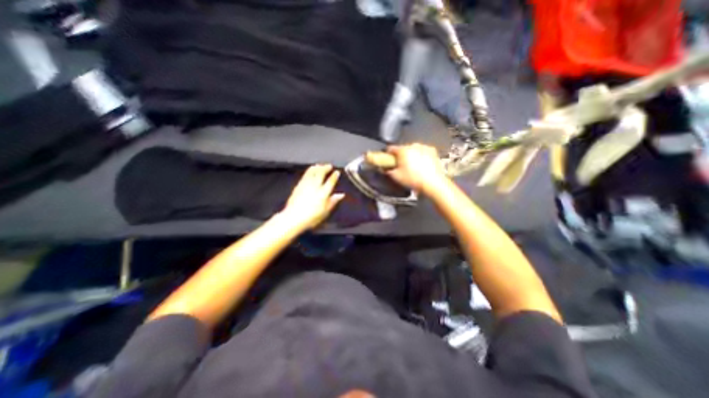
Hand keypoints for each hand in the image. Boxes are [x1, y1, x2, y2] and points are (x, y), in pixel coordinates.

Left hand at [282, 164, 348, 230]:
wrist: (294, 217)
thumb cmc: (311, 217)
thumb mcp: (325, 211)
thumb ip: (333, 201)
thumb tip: (341, 195)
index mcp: (323, 193)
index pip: (330, 182)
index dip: (334, 176)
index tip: (337, 172)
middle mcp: (315, 186)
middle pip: (321, 173)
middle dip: (326, 168)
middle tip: (329, 166)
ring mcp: (306, 184)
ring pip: (312, 172)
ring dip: (317, 167)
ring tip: (320, 165)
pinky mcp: (299, 185)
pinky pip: (306, 174)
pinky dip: (310, 170)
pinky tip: (311, 170)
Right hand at [386, 142, 444, 192]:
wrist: (433, 183)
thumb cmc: (413, 179)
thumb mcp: (396, 177)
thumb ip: (387, 170)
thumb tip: (384, 168)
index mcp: (403, 150)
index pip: (391, 148)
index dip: (387, 154)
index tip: (388, 159)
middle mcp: (413, 145)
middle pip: (402, 149)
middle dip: (401, 156)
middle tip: (401, 166)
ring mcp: (424, 147)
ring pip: (413, 149)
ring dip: (411, 155)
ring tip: (412, 167)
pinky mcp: (432, 151)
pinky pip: (422, 151)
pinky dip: (421, 155)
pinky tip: (421, 165)